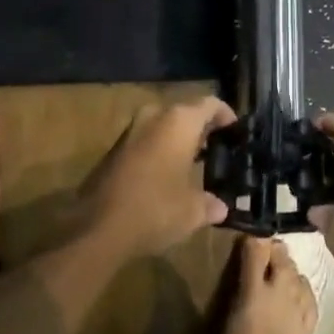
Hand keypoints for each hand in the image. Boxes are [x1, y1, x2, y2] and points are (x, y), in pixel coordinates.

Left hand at [81, 97, 233, 257]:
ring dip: (178, 140)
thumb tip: (220, 207)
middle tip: (217, 148)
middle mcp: (154, 116)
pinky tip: (167, 175)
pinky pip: (146, 140)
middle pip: (185, 112)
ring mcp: (131, 130)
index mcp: (179, 121)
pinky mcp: (114, 149)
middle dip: (201, 129)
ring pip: (163, 125)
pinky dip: (160, 150)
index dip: (225, 115)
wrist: (97, 228)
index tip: (235, 130)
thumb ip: (210, 204)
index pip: (210, 104)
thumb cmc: (155, 209)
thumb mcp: (192, 211)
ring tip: (194, 163)